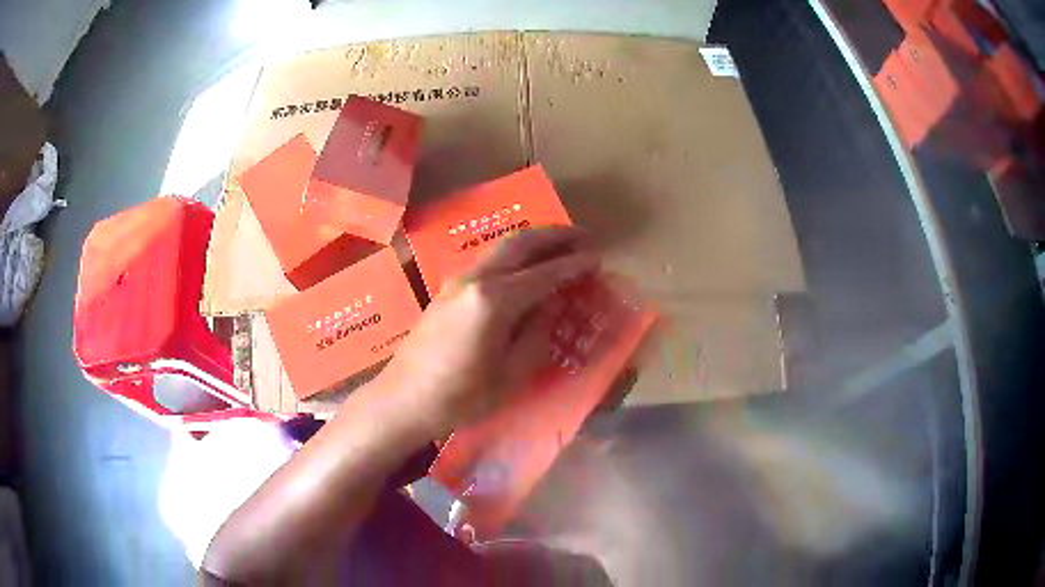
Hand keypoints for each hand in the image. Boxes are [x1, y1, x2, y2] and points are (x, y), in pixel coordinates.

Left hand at [382, 226, 598, 437]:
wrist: (403, 399)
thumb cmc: (460, 397)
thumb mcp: (510, 375)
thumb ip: (535, 334)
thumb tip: (551, 306)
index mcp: (494, 301)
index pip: (544, 273)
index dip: (574, 265)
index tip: (597, 258)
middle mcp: (475, 279)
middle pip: (520, 243)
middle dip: (555, 235)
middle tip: (583, 236)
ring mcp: (457, 281)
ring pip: (501, 248)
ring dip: (533, 241)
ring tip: (560, 245)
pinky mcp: (447, 289)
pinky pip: (488, 261)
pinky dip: (514, 256)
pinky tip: (525, 267)